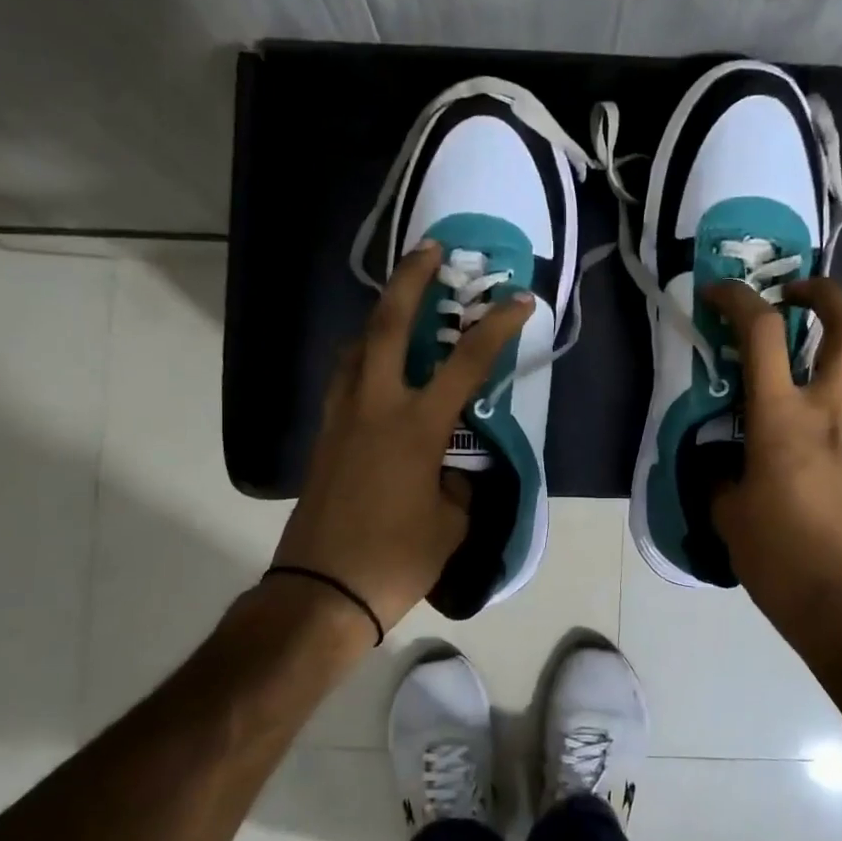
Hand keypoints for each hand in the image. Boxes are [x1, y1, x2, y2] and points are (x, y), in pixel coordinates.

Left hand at [272, 242, 533, 631]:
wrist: (322, 591)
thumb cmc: (396, 558)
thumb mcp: (450, 522)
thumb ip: (457, 484)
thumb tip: (452, 470)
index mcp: (416, 426)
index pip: (466, 363)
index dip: (496, 327)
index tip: (519, 300)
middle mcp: (375, 407)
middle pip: (388, 325)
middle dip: (411, 280)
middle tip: (429, 250)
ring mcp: (342, 418)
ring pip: (355, 347)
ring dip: (379, 316)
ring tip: (398, 306)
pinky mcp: (324, 437)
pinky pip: (344, 379)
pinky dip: (361, 357)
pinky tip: (373, 367)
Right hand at [703, 277, 841, 647]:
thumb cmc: (778, 557)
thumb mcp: (729, 514)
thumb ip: (721, 476)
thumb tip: (723, 465)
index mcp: (781, 418)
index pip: (763, 334)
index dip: (738, 299)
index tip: (718, 292)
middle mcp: (830, 412)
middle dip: (827, 294)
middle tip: (796, 295)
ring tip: (818, 362)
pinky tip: (822, 426)